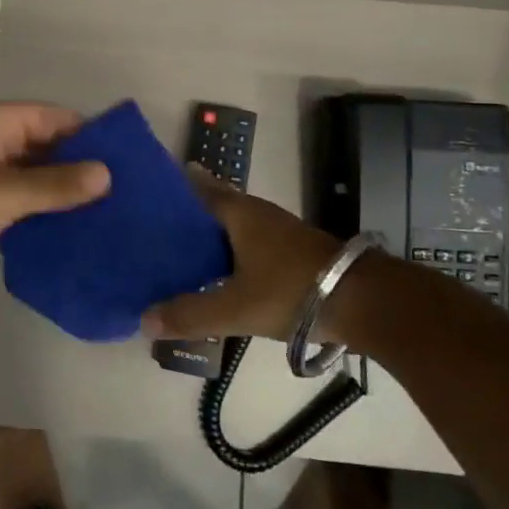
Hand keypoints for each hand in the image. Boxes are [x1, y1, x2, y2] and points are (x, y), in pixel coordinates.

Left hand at [0, 102, 110, 282]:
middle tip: (124, 192)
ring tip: (108, 215)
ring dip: (60, 195)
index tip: (126, 158)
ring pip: (32, 179)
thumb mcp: (5, 191)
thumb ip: (55, 184)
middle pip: (44, 148)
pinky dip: (40, 216)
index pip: (53, 118)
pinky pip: (18, 206)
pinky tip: (73, 234)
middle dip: (78, 167)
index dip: (88, 134)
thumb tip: (106, 174)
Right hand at [140, 167, 342, 340]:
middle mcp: (260, 214)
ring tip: (184, 254)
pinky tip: (223, 276)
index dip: (178, 187)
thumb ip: (190, 314)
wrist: (366, 303)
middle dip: (190, 216)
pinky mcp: (296, 254)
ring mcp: (281, 233)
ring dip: (213, 237)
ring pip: (236, 228)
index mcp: (241, 213)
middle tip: (157, 229)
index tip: (151, 191)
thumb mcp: (235, 308)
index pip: (201, 189)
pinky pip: (252, 245)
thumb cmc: (292, 291)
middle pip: (217, 207)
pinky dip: (233, 254)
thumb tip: (143, 320)